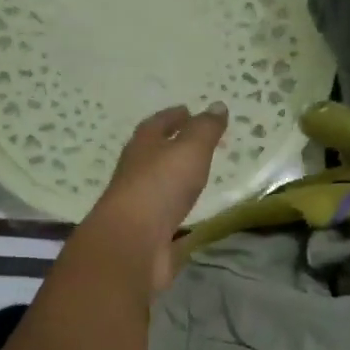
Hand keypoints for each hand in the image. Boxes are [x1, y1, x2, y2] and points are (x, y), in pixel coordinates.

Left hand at [82, 103, 226, 289]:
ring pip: (159, 185)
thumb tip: (217, 105)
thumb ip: (205, 129)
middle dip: (173, 146)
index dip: (173, 116)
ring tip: (197, 175)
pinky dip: (179, 211)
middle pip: (154, 153)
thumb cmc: (160, 186)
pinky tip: (193, 214)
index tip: (188, 111)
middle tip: (197, 142)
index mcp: (142, 147)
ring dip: (175, 178)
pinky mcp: (147, 233)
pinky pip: (167, 216)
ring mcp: (139, 205)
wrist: (132, 244)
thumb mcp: (189, 149)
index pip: (157, 124)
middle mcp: (136, 173)